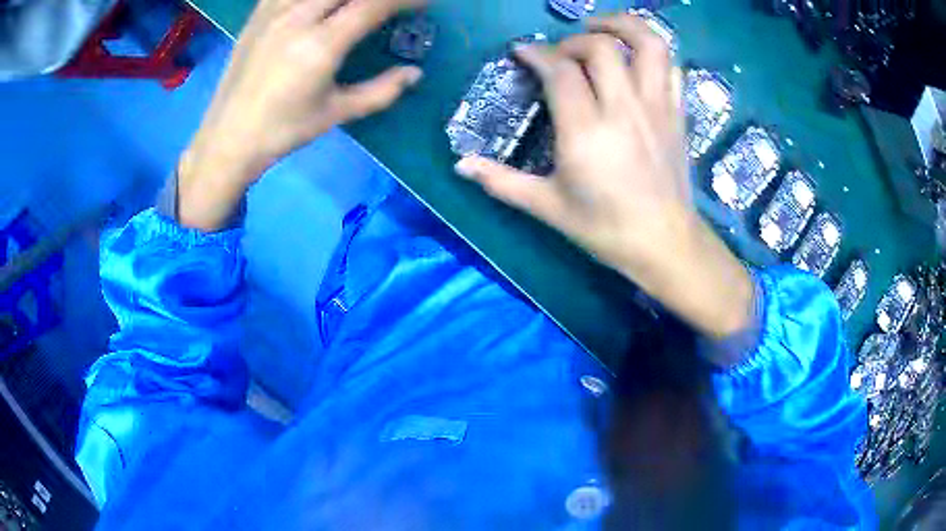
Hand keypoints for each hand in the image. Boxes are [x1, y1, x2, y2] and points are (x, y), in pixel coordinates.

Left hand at [179, 0, 425, 230]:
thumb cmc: (282, 130)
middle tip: (389, 5)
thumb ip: (381, 91)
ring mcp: (274, 12)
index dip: (405, 0)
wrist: (228, 137)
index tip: (422, 4)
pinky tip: (317, 7)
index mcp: (320, 45)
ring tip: (354, 7)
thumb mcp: (336, 113)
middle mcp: (297, 18)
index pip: (373, 4)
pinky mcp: (258, 14)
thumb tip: (415, 73)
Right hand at [456, 15, 752, 348]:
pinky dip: (653, 51)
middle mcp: (624, 108)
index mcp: (586, 131)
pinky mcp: (677, 113)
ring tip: (601, 29)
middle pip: (599, 47)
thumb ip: (501, 182)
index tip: (522, 52)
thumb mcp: (547, 208)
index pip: (559, 71)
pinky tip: (635, 58)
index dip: (536, 53)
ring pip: (647, 43)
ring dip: (622, 25)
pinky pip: (672, 66)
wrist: (665, 243)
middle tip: (560, 55)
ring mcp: (657, 106)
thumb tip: (460, 165)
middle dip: (572, 39)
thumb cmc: (606, 229)